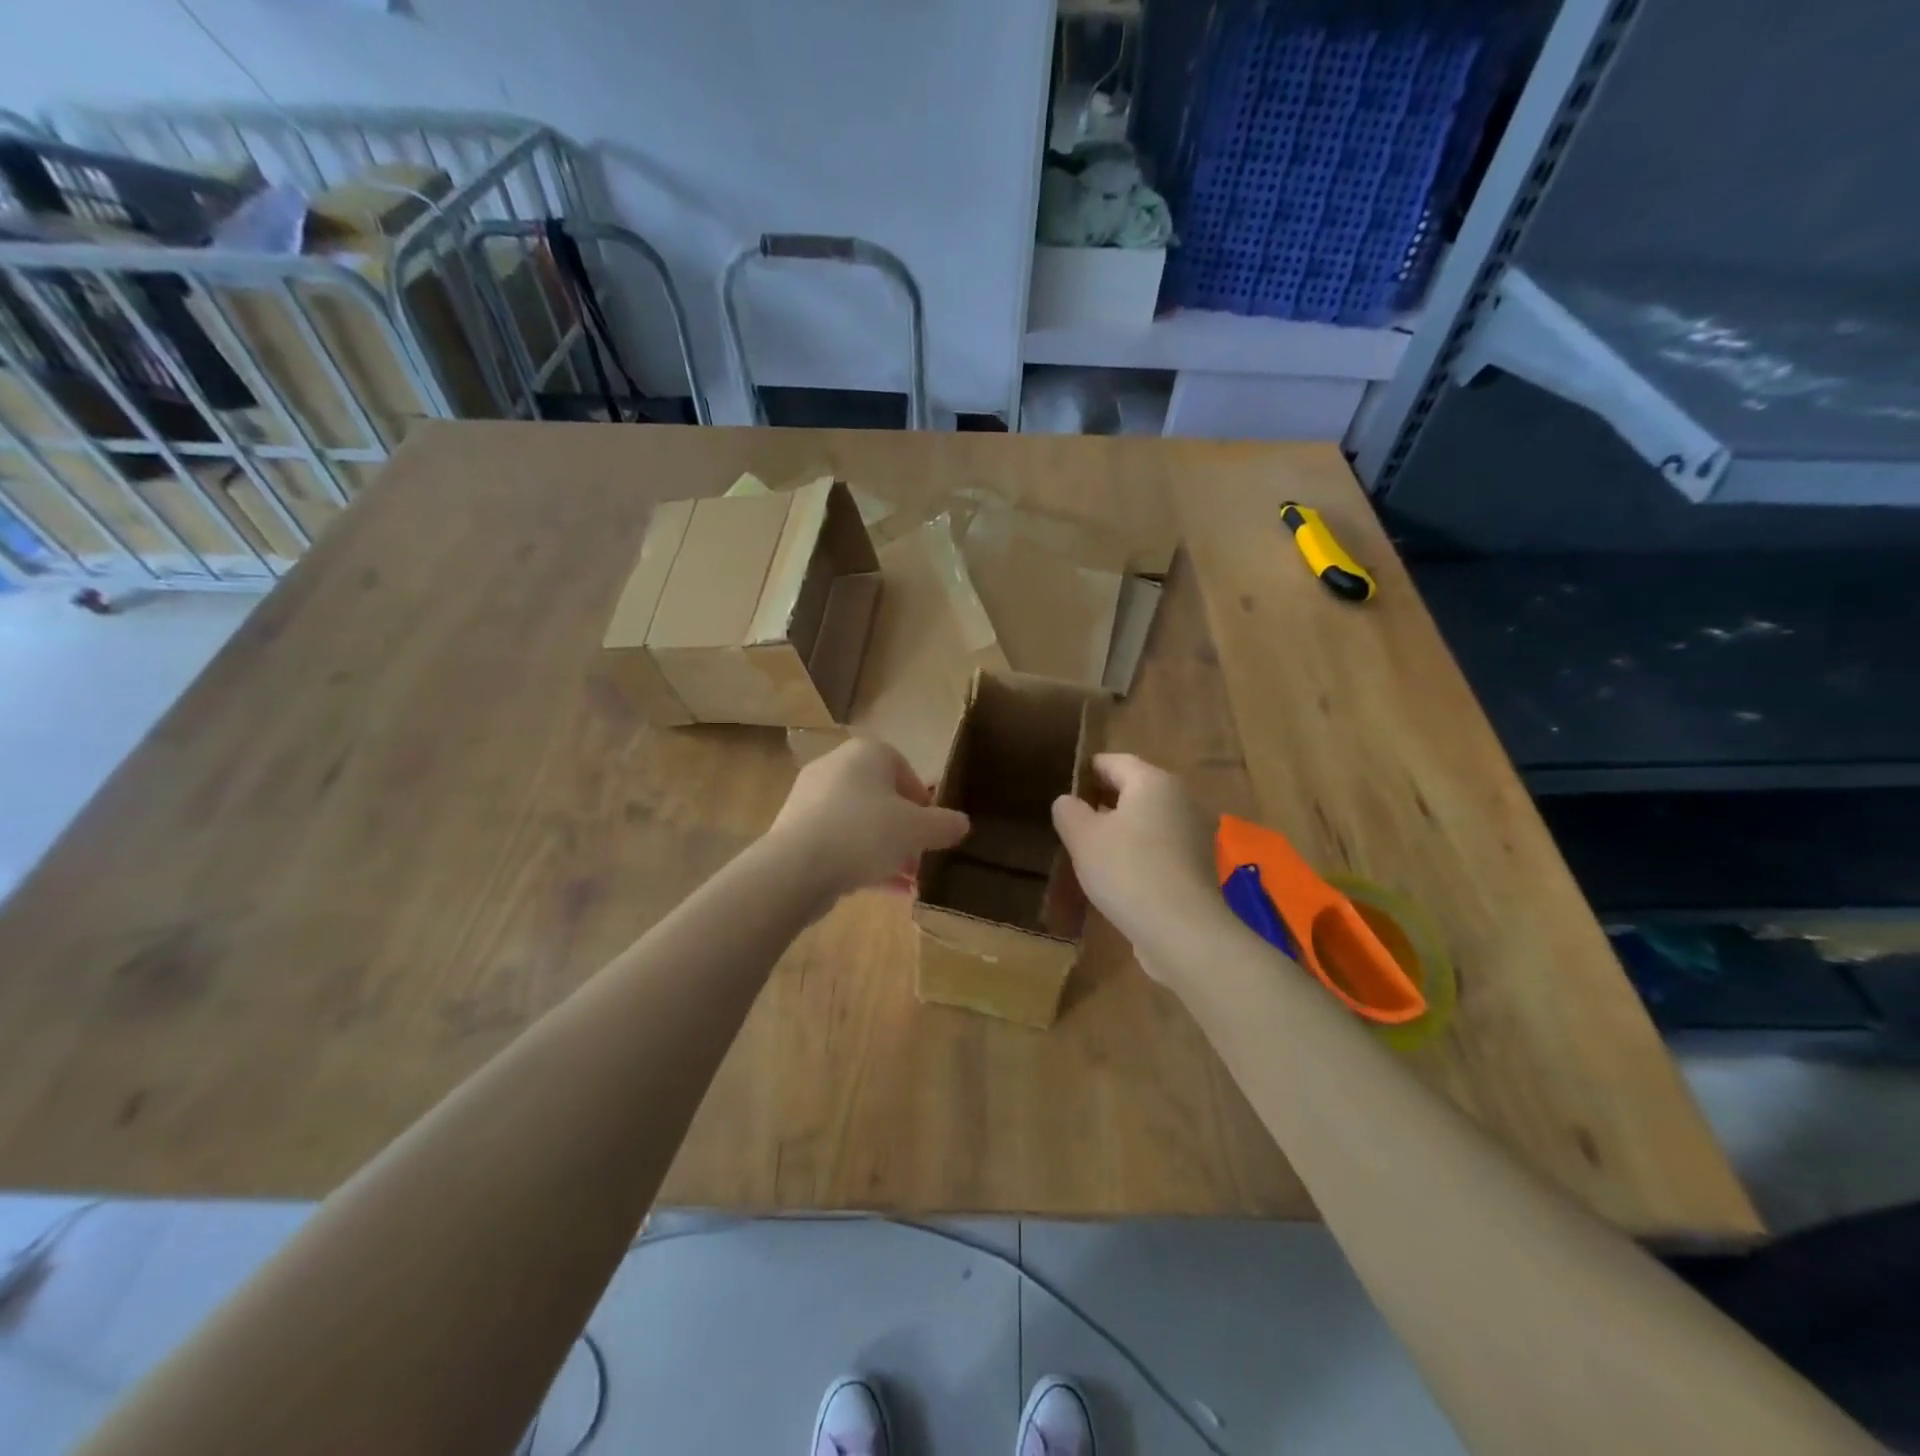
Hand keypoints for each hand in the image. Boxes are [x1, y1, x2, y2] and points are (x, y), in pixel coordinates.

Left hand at [766, 737, 969, 901]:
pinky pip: (838, 842)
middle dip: (903, 829)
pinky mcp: (795, 831)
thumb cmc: (865, 832)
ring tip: (906, 881)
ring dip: (885, 850)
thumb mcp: (918, 830)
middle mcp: (835, 767)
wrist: (797, 867)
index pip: (901, 766)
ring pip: (859, 823)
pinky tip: (883, 891)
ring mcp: (810, 799)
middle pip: (880, 797)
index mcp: (866, 753)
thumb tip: (962, 823)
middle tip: (920, 856)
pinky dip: (860, 861)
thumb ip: (944, 825)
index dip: (921, 798)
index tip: (932, 826)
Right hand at [1051, 753, 1225, 989]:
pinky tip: (1118, 875)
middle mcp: (1180, 798)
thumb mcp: (1082, 837)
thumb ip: (1069, 811)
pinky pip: (1160, 847)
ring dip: (1121, 829)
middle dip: (1103, 801)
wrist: (1182, 930)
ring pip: (1148, 819)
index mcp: (1153, 781)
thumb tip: (1068, 801)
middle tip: (1072, 821)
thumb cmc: (1127, 870)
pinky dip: (1139, 852)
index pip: (1113, 761)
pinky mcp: (1198, 866)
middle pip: (1135, 789)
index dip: (1085, 772)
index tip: (1062, 789)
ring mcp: (1194, 833)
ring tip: (1090, 850)